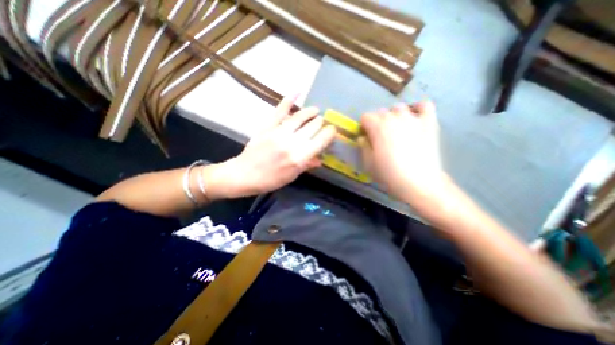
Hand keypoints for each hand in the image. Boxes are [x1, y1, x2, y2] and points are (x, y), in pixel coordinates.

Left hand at [207, 95, 337, 198]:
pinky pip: (280, 111)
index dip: (330, 133)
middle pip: (313, 126)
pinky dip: (288, 100)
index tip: (332, 131)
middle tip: (321, 124)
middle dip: (320, 123)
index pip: (321, 141)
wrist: (244, 175)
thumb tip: (320, 159)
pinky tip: (297, 92)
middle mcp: (292, 143)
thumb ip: (307, 165)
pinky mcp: (268, 127)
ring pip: (300, 117)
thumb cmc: (270, 180)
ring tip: (316, 110)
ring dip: (311, 112)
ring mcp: (279, 132)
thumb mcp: (292, 176)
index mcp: (300, 158)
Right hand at [358, 101, 450, 208]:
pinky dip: (419, 108)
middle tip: (380, 136)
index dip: (364, 126)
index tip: (366, 136)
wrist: (418, 182)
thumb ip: (364, 146)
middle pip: (381, 111)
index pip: (366, 116)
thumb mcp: (368, 163)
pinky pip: (425, 106)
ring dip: (395, 115)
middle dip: (378, 122)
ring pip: (400, 107)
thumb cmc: (389, 174)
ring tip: (397, 128)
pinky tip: (416, 118)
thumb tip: (363, 137)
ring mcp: (413, 118)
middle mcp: (394, 118)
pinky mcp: (429, 122)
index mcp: (377, 127)